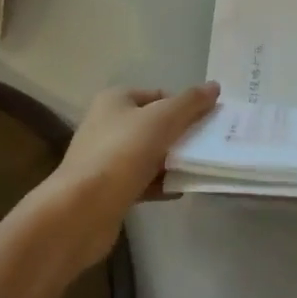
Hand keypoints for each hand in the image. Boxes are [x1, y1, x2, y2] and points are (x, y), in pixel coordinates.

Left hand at [33, 83, 220, 271]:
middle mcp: (108, 124)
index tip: (209, 122)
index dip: (185, 106)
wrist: (82, 210)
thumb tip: (214, 86)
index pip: (159, 95)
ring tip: (200, 168)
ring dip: (174, 161)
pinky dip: (161, 183)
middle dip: (182, 134)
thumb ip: (190, 102)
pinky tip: (180, 190)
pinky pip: (143, 180)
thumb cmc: (123, 153)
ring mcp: (107, 158)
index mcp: (115, 100)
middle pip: (156, 124)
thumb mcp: (162, 119)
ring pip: (151, 154)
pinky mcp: (110, 189)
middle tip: (210, 145)